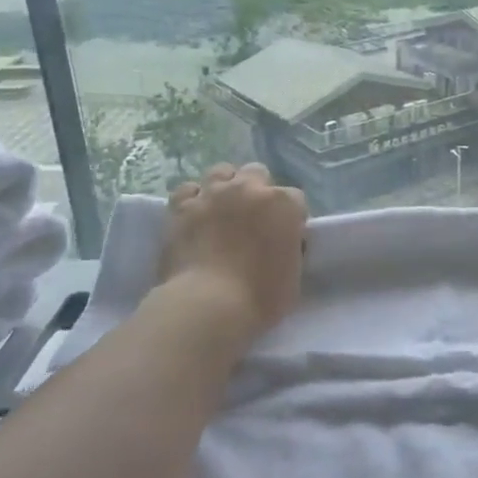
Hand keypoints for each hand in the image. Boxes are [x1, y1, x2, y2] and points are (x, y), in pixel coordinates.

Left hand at [158, 163, 307, 343]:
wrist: (208, 306)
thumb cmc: (259, 298)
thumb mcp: (293, 275)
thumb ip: (290, 248)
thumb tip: (281, 242)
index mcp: (284, 204)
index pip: (295, 199)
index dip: (290, 218)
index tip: (284, 236)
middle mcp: (250, 189)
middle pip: (257, 173)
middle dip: (258, 190)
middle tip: (252, 219)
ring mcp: (213, 194)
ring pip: (222, 171)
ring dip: (225, 186)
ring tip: (222, 209)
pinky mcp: (182, 206)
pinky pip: (188, 189)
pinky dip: (192, 199)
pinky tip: (194, 214)